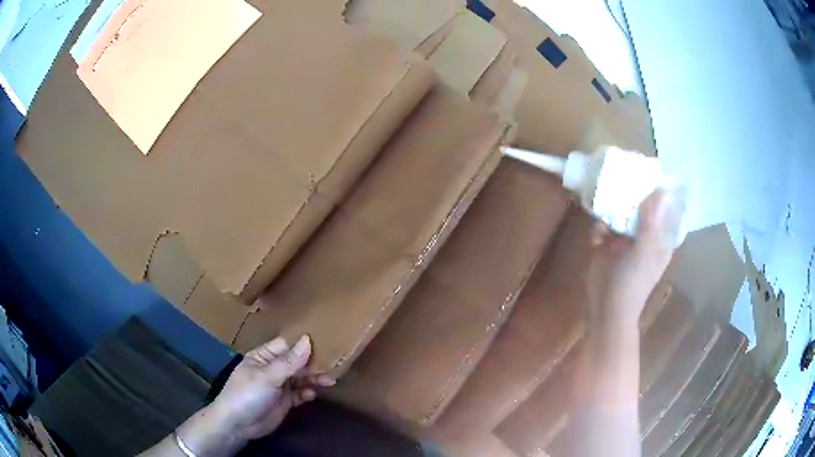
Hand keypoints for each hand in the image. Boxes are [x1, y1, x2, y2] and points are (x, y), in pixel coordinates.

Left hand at [209, 335, 335, 441]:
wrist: (238, 425)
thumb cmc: (247, 394)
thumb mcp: (267, 377)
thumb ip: (289, 362)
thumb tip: (308, 340)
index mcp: (263, 356)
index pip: (286, 345)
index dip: (304, 342)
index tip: (327, 339)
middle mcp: (272, 368)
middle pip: (296, 362)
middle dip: (313, 363)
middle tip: (335, 363)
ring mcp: (279, 386)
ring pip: (301, 378)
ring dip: (314, 378)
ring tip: (330, 380)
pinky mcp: (285, 402)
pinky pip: (300, 394)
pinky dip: (307, 393)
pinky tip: (313, 394)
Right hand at [587, 189, 681, 324]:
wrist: (606, 308)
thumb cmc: (632, 283)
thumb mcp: (645, 251)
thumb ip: (651, 222)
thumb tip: (661, 190)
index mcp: (658, 237)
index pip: (663, 208)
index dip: (658, 190)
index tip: (648, 172)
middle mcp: (643, 235)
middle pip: (639, 206)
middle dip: (630, 194)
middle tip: (622, 177)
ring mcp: (623, 240)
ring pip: (618, 213)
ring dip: (611, 209)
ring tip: (606, 201)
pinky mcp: (605, 245)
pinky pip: (601, 227)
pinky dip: (598, 229)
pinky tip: (597, 237)